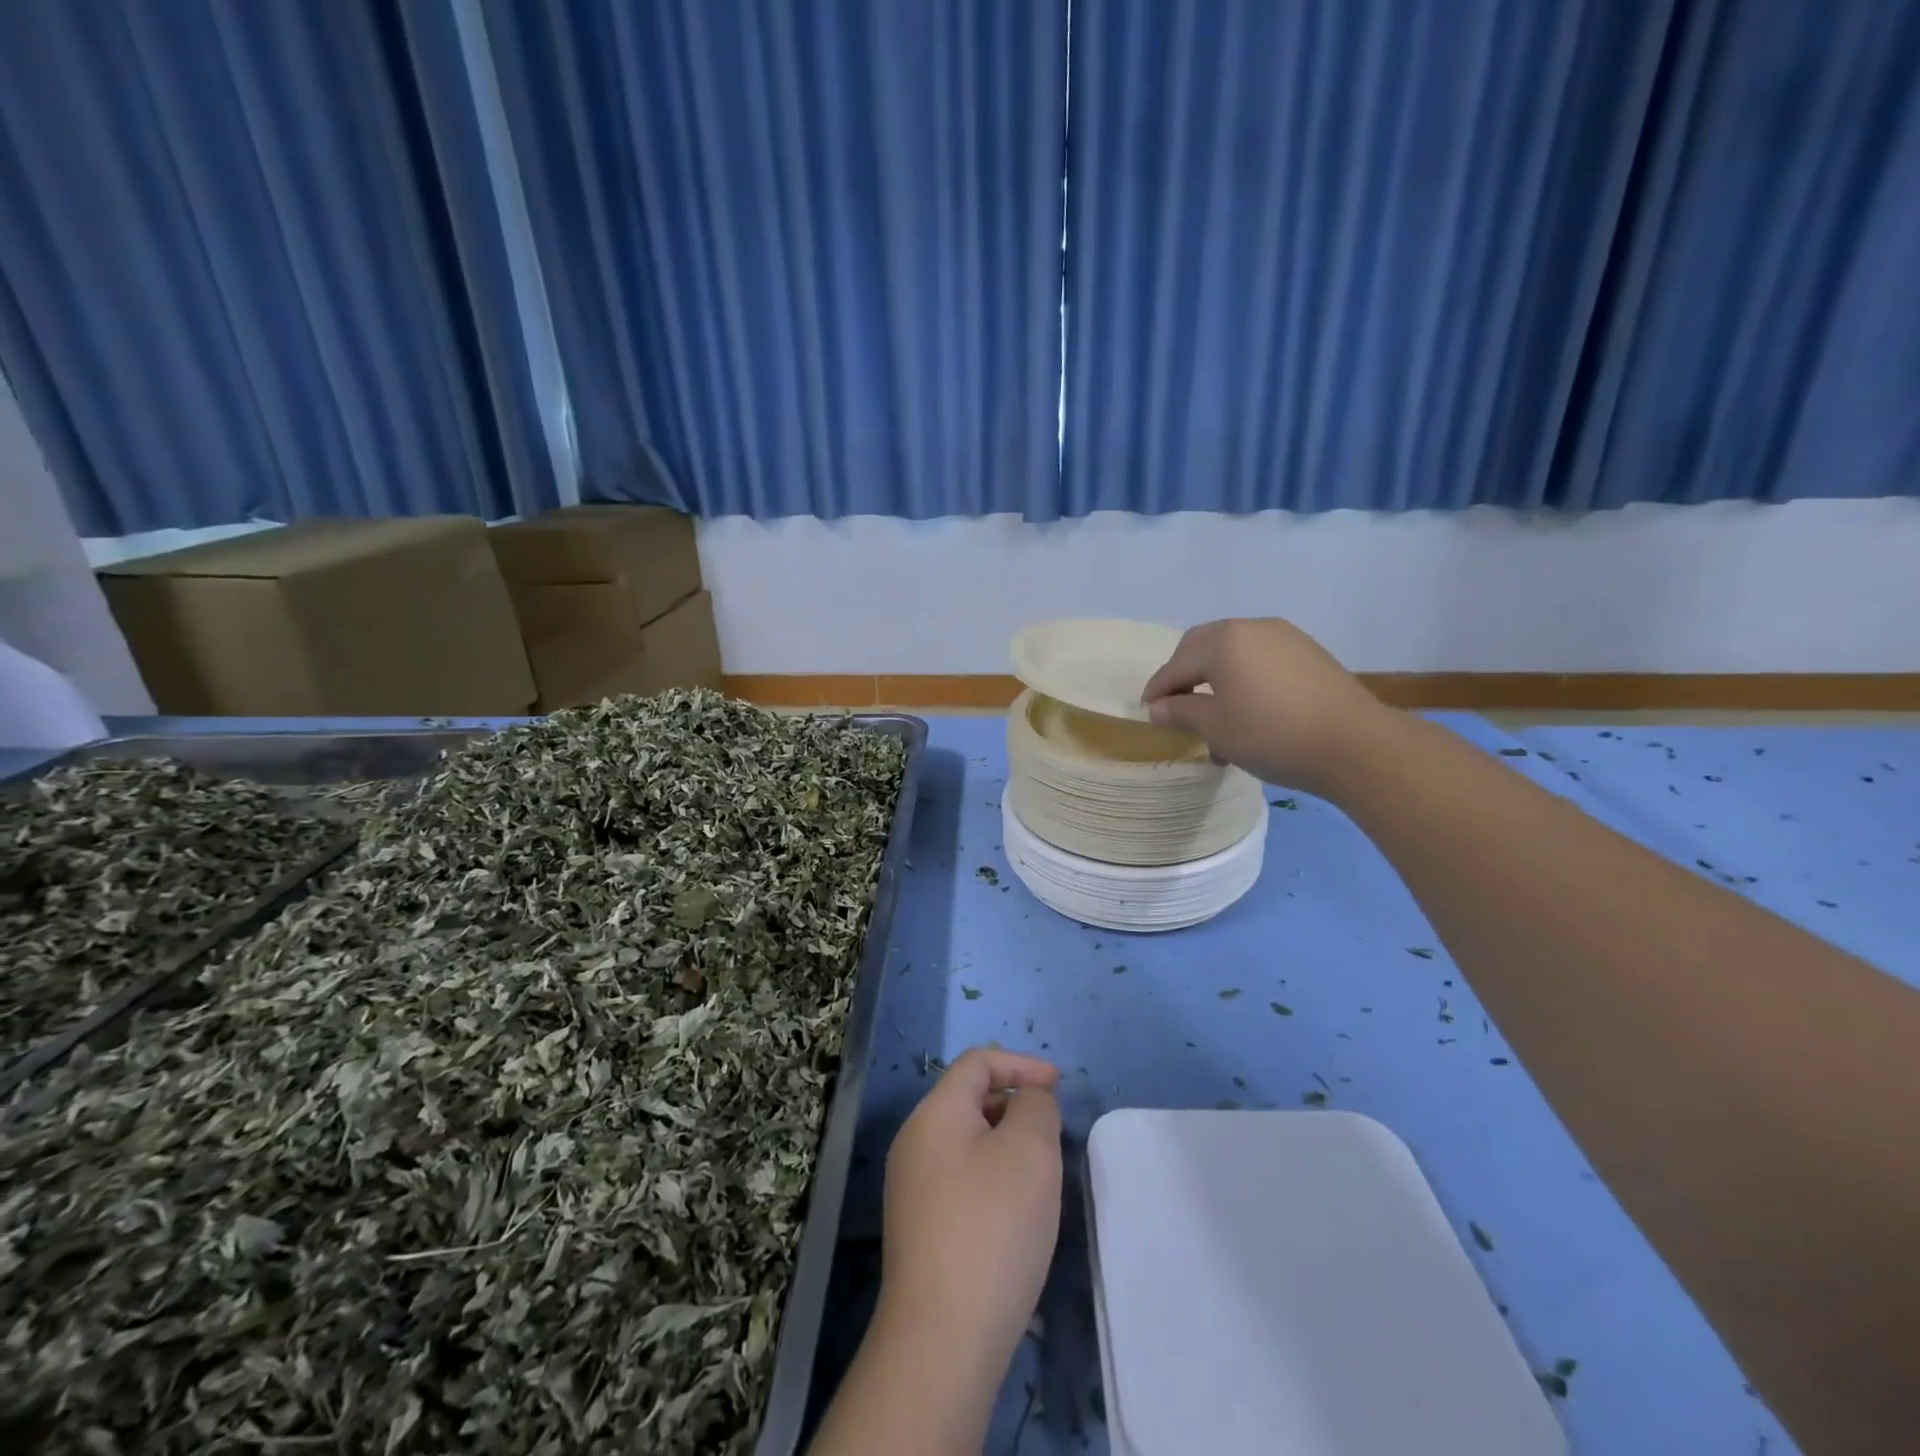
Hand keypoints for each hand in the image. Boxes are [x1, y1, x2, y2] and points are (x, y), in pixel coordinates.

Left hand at [878, 1048, 1062, 1373]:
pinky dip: (992, 1180)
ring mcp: (911, 1188)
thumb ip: (1035, 1107)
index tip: (1058, 1085)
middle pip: (969, 1100)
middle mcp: (914, 1142)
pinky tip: (1015, 1217)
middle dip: (1015, 1106)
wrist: (942, 1338)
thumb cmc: (992, 1227)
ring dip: (1006, 1146)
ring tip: (1040, 1178)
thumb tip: (1026, 1102)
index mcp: (934, 1113)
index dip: (1020, 1064)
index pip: (977, 1063)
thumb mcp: (1030, 1150)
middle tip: (1053, 1137)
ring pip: (967, 1144)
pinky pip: (960, 1181)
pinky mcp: (918, 1229)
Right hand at [1141, 617, 1394, 792]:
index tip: (1146, 711)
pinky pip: (1261, 660)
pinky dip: (1244, 679)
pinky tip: (1248, 710)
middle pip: (1203, 646)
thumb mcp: (1216, 727)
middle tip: (1175, 705)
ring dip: (1215, 678)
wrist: (1355, 744)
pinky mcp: (1309, 653)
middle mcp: (1252, 628)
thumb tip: (1159, 708)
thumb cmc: (1271, 734)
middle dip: (1184, 674)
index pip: (1177, 664)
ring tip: (1214, 715)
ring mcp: (1285, 637)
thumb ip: (1181, 712)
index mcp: (1223, 641)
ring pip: (1234, 653)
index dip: (1158, 689)